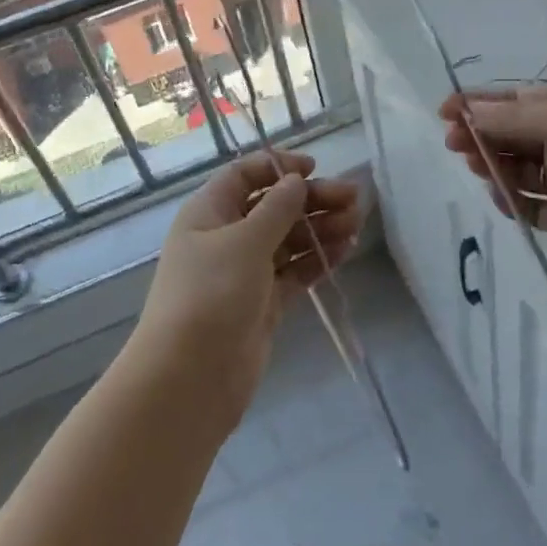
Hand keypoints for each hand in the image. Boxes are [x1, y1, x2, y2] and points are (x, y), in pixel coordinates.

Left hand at [137, 151, 361, 417]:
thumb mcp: (245, 242)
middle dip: (311, 199)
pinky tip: (345, 250)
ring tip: (356, 223)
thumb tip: (295, 181)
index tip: (314, 169)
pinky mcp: (262, 304)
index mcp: (208, 213)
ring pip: (287, 240)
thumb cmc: (211, 295)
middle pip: (273, 207)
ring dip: (320, 228)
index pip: (243, 176)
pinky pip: (294, 271)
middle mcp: (224, 238)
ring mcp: (244, 273)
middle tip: (354, 198)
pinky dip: (317, 260)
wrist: (190, 378)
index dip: (277, 167)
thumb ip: (276, 209)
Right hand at [440, 86, 546, 256]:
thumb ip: (518, 119)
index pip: (515, 102)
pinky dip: (510, 201)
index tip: (446, 110)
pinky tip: (498, 194)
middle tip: (453, 140)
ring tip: (473, 163)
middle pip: (509, 136)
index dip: (480, 104)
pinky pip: (528, 207)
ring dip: (489, 164)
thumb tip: (469, 112)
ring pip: (514, 170)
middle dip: (479, 134)